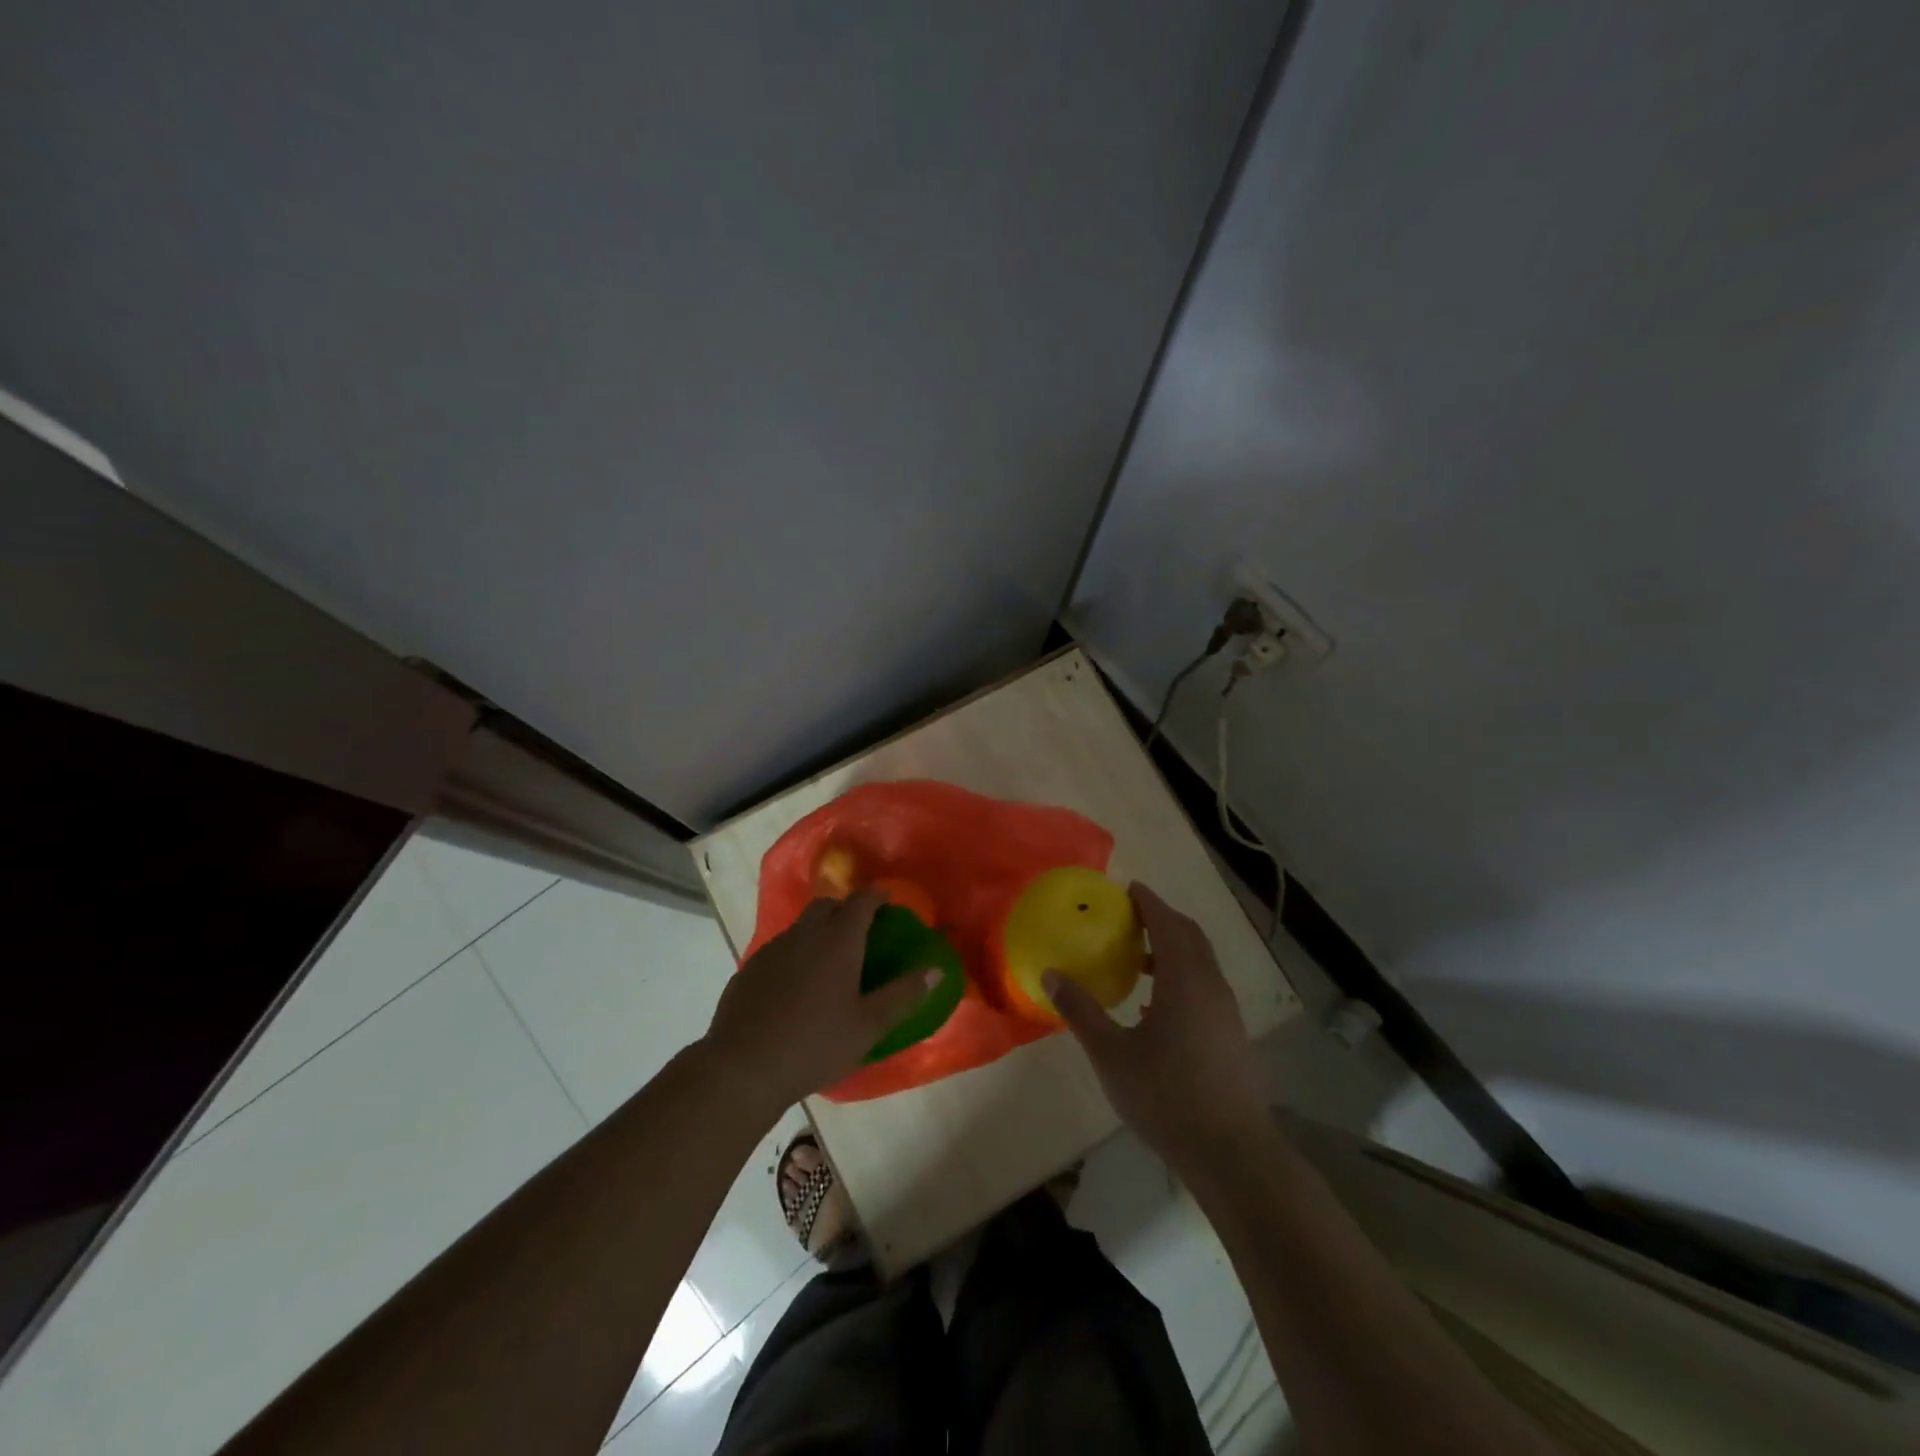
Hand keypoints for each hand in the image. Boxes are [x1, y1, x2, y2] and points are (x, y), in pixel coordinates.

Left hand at [702, 889, 939, 1115]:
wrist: (743, 1068)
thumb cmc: (815, 1044)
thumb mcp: (869, 1025)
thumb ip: (904, 994)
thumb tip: (936, 969)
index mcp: (838, 939)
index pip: (862, 899)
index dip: (877, 896)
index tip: (889, 904)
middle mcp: (805, 933)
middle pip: (828, 905)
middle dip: (847, 910)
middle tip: (862, 933)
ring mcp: (773, 949)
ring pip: (801, 926)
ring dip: (819, 932)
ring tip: (831, 962)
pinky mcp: (749, 968)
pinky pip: (780, 949)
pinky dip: (796, 954)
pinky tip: (797, 987)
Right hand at [1045, 883, 1266, 1169]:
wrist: (1231, 1152)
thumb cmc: (1166, 1096)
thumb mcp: (1111, 1054)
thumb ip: (1081, 1011)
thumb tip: (1051, 974)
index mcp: (1184, 980)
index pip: (1168, 923)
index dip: (1149, 902)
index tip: (1128, 888)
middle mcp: (1211, 985)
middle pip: (1190, 936)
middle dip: (1162, 920)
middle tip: (1130, 918)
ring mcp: (1226, 1011)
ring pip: (1200, 962)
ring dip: (1173, 950)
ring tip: (1138, 960)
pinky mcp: (1231, 1034)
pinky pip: (1205, 986)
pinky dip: (1182, 976)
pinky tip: (1156, 1007)